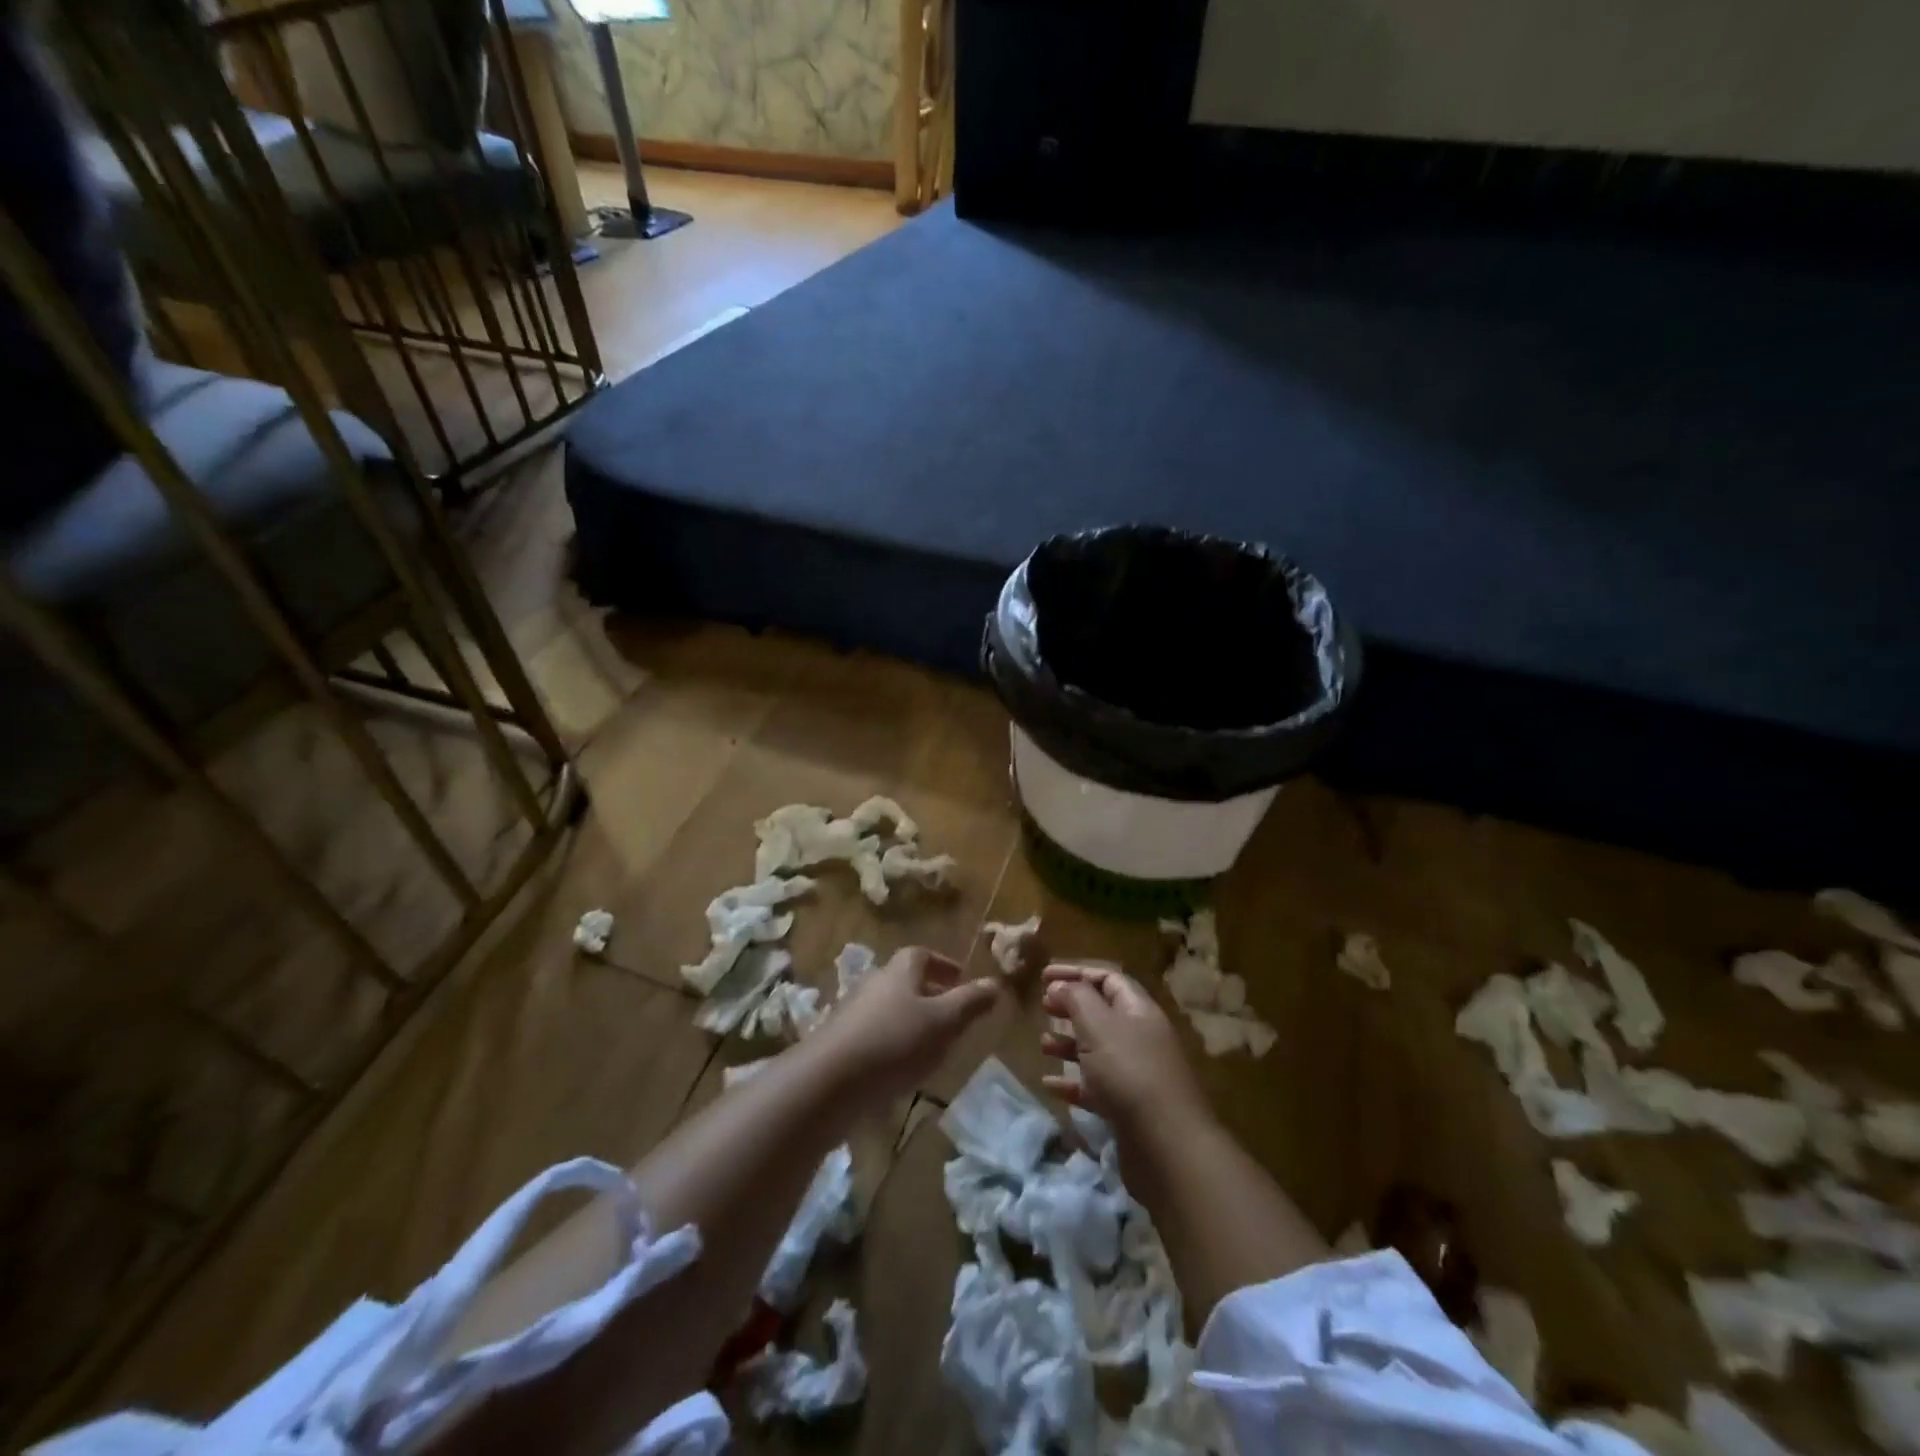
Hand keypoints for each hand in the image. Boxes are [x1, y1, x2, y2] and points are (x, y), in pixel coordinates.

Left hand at [812, 946, 1001, 1100]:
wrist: (828, 1081)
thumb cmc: (894, 1042)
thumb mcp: (943, 1023)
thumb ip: (970, 1003)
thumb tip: (996, 983)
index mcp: (899, 972)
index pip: (921, 954)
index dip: (942, 964)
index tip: (960, 979)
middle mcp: (874, 983)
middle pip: (904, 980)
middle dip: (928, 992)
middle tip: (950, 1013)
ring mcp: (852, 1012)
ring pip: (888, 1007)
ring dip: (910, 1019)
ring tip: (931, 1043)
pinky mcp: (839, 1041)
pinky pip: (873, 1032)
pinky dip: (891, 1041)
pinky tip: (900, 1067)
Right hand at [1040, 963, 1210, 1137]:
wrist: (1166, 1145)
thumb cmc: (1129, 1072)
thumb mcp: (1098, 1026)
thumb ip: (1076, 999)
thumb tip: (1060, 985)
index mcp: (1138, 1010)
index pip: (1108, 978)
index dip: (1076, 972)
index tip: (1044, 976)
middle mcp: (1140, 1037)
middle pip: (1102, 1012)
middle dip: (1071, 1007)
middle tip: (1044, 1008)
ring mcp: (1135, 1073)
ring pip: (1097, 1050)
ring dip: (1068, 1044)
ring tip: (1042, 1045)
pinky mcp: (1127, 1107)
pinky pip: (1095, 1086)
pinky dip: (1072, 1082)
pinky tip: (1049, 1085)